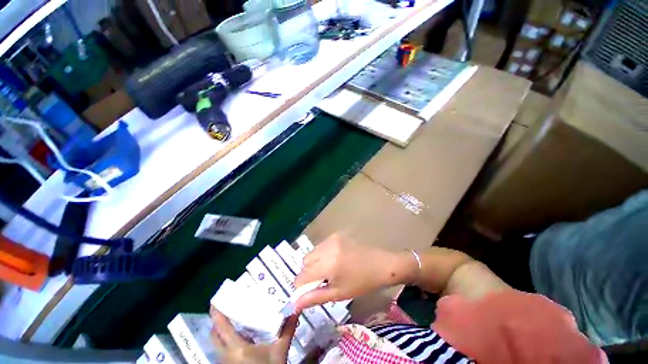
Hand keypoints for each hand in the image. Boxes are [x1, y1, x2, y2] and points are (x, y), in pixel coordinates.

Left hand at [210, 308, 297, 363]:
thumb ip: (288, 329)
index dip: (216, 314)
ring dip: (223, 331)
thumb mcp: (280, 351)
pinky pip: (224, 350)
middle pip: (215, 335)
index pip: (221, 328)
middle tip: (229, 305)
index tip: (215, 299)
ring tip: (236, 317)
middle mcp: (226, 355)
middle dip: (218, 321)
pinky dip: (229, 340)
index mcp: (236, 349)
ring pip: (218, 343)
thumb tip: (297, 308)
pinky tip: (243, 335)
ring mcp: (226, 363)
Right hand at [294, 235, 412, 311]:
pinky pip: (321, 245)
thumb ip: (315, 297)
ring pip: (312, 252)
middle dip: (308, 272)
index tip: (308, 290)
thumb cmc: (362, 283)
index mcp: (328, 264)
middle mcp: (327, 248)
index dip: (301, 285)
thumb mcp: (339, 294)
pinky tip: (335, 259)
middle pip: (305, 261)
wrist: (381, 264)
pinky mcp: (336, 234)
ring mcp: (332, 239)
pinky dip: (322, 254)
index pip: (302, 275)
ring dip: (315, 262)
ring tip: (329, 270)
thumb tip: (294, 304)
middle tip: (321, 280)